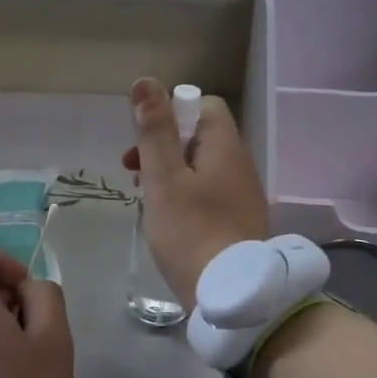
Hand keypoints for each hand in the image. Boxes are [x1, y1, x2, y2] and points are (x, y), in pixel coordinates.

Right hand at [122, 77, 270, 307]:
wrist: (232, 295)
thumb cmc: (191, 232)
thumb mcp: (164, 179)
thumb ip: (154, 131)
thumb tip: (145, 82)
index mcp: (225, 147)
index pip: (203, 106)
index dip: (171, 113)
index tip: (144, 140)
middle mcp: (240, 165)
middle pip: (200, 138)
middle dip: (163, 147)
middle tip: (133, 173)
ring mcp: (242, 196)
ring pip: (201, 168)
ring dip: (170, 174)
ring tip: (145, 199)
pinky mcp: (239, 223)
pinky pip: (208, 195)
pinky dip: (184, 197)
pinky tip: (167, 222)